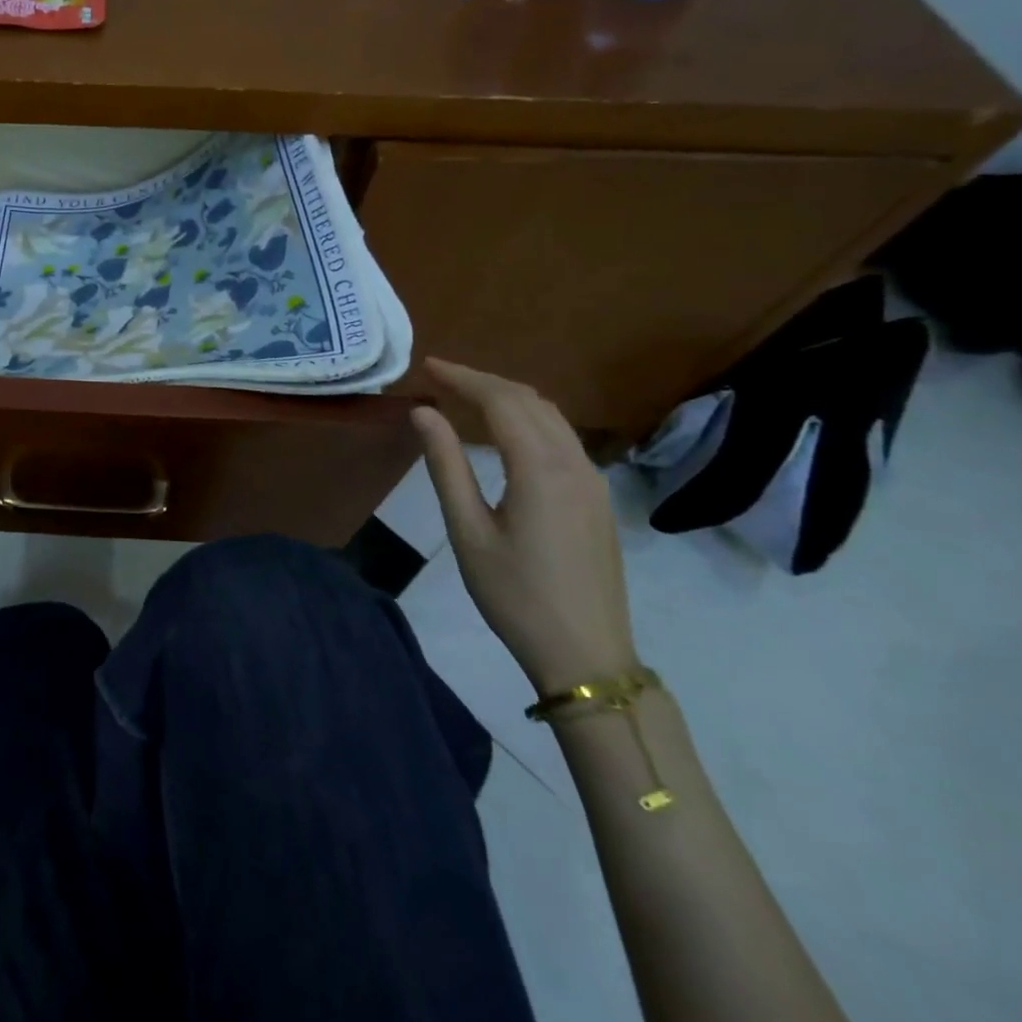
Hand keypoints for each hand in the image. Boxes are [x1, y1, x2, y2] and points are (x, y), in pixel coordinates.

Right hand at [412, 359, 638, 694]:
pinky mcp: (597, 499)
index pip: (501, 401)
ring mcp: (593, 481)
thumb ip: (445, 465)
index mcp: (542, 469)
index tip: (427, 366)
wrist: (585, 655)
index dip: (463, 377)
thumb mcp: (467, 530)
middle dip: (484, 381)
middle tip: (440, 378)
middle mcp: (575, 464)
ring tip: (466, 397)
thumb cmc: (514, 594)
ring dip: (508, 398)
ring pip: (552, 417)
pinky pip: (562, 439)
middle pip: (530, 401)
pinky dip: (528, 420)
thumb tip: (423, 412)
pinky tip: (505, 433)